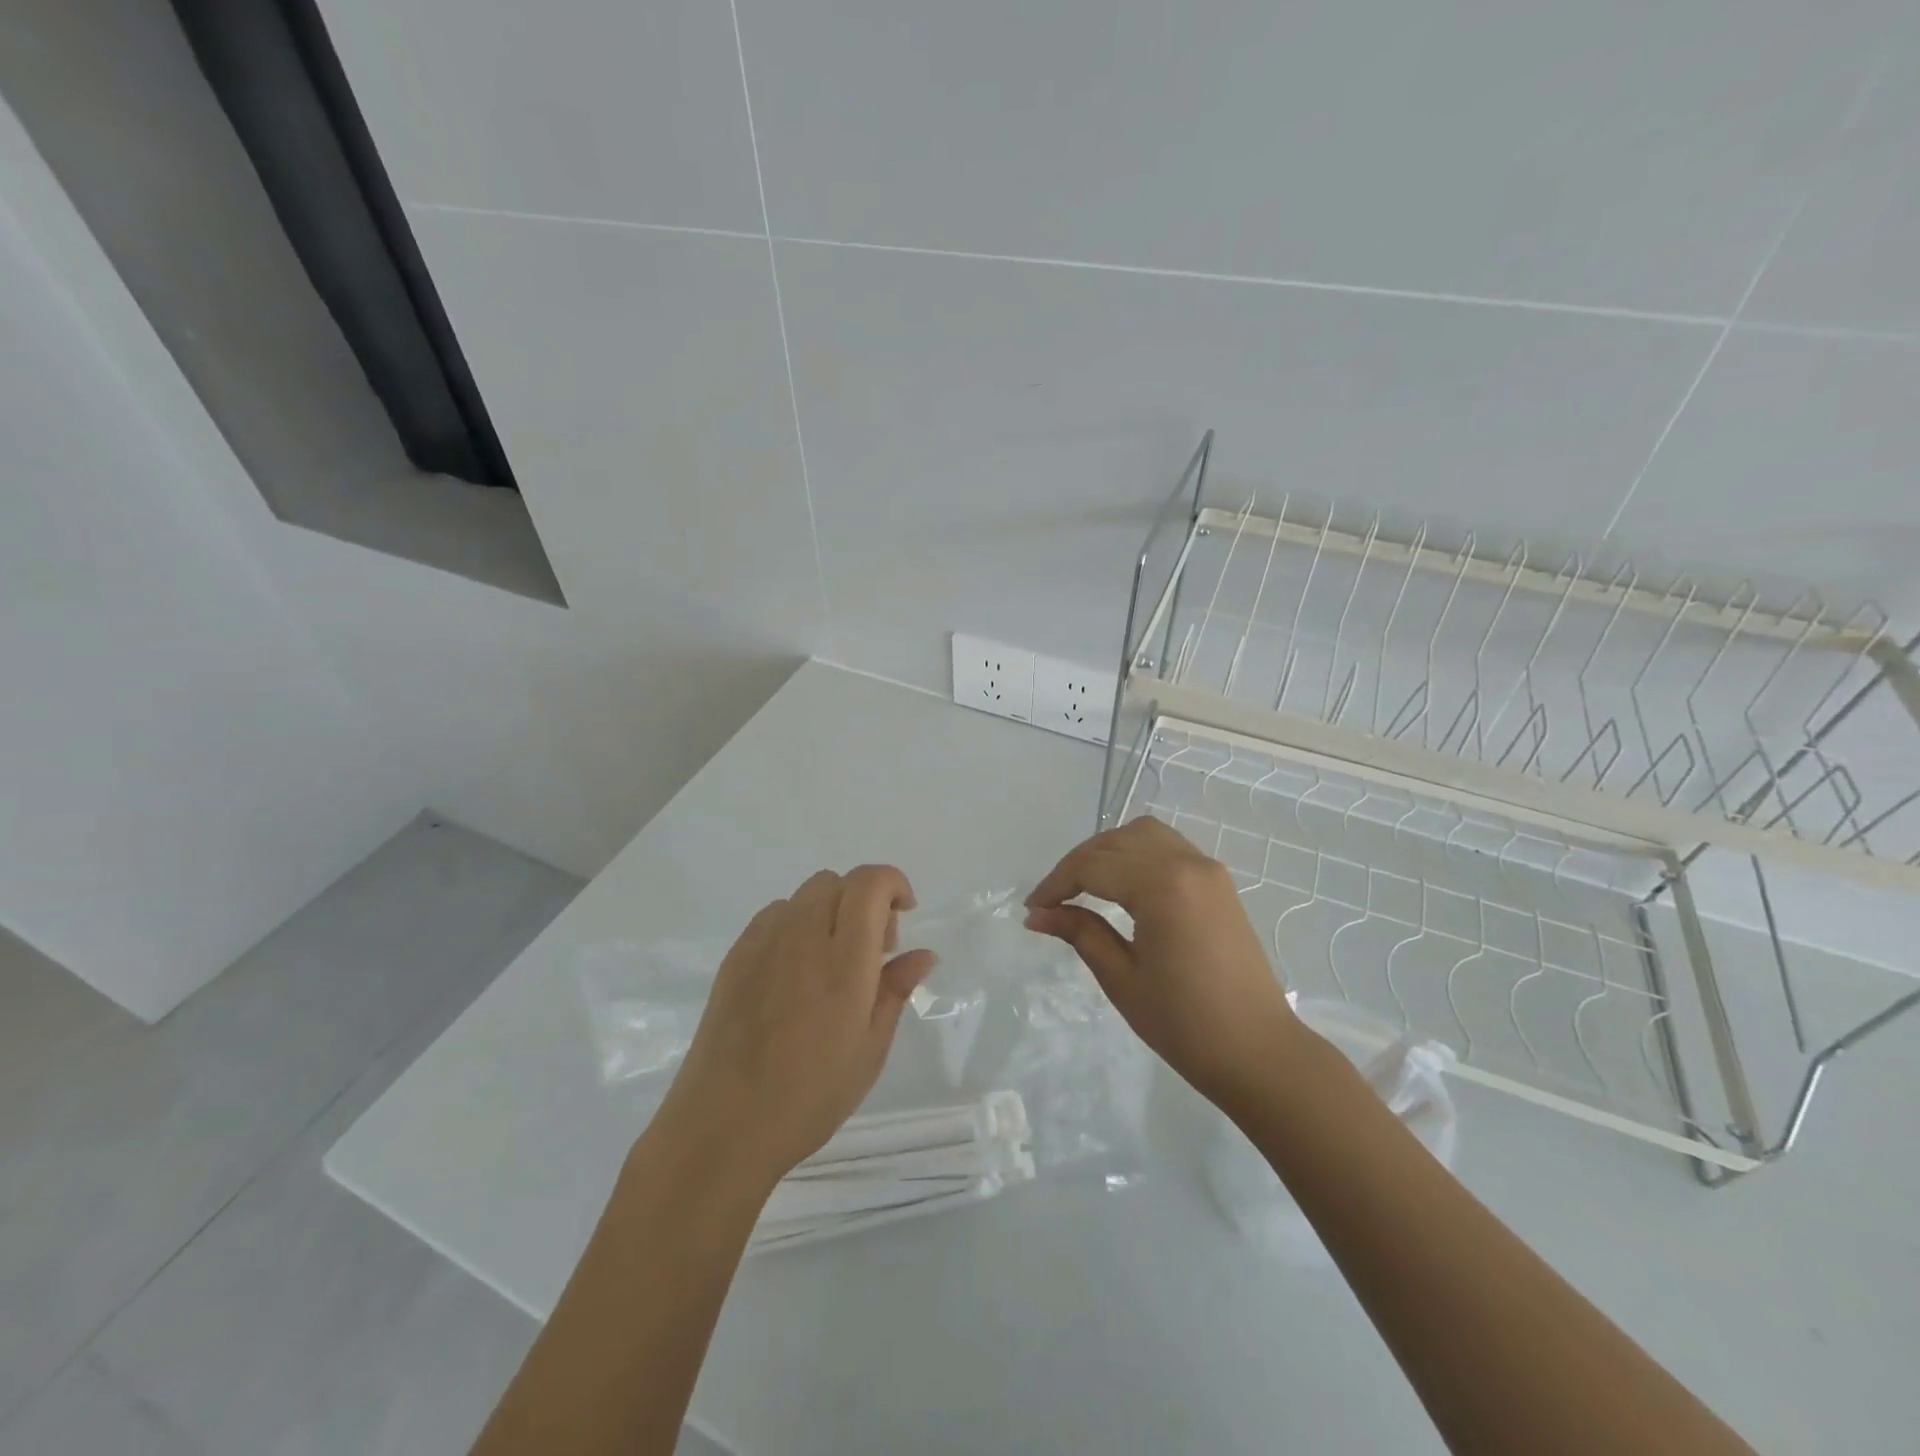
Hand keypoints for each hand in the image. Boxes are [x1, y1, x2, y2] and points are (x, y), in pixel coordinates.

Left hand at [654, 866, 935, 1189]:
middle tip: (872, 951)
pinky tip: (795, 971)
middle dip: (865, 900)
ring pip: (805, 895)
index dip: (893, 884)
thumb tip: (923, 954)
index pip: (870, 883)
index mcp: (844, 960)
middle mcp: (802, 937)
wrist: (723, 1126)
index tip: (905, 915)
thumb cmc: (810, 1095)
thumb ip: (896, 990)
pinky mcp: (735, 957)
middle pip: (838, 882)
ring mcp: (763, 943)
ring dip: (830, 910)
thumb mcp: (870, 1049)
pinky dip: (797, 924)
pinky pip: (774, 915)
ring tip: (832, 962)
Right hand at [1025, 817, 1299, 1110]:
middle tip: (1052, 900)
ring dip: (1107, 851)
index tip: (1032, 908)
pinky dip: (1136, 853)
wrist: (1258, 1051)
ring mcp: (1208, 869)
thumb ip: (1080, 933)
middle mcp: (1187, 863)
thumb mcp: (1122, 978)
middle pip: (1116, 842)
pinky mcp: (1218, 881)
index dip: (1056, 883)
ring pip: (1144, 834)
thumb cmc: (1184, 1024)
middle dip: (1077, 864)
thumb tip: (1037, 914)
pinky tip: (1121, 883)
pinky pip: (1168, 847)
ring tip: (1084, 885)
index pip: (1093, 865)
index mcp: (1162, 887)